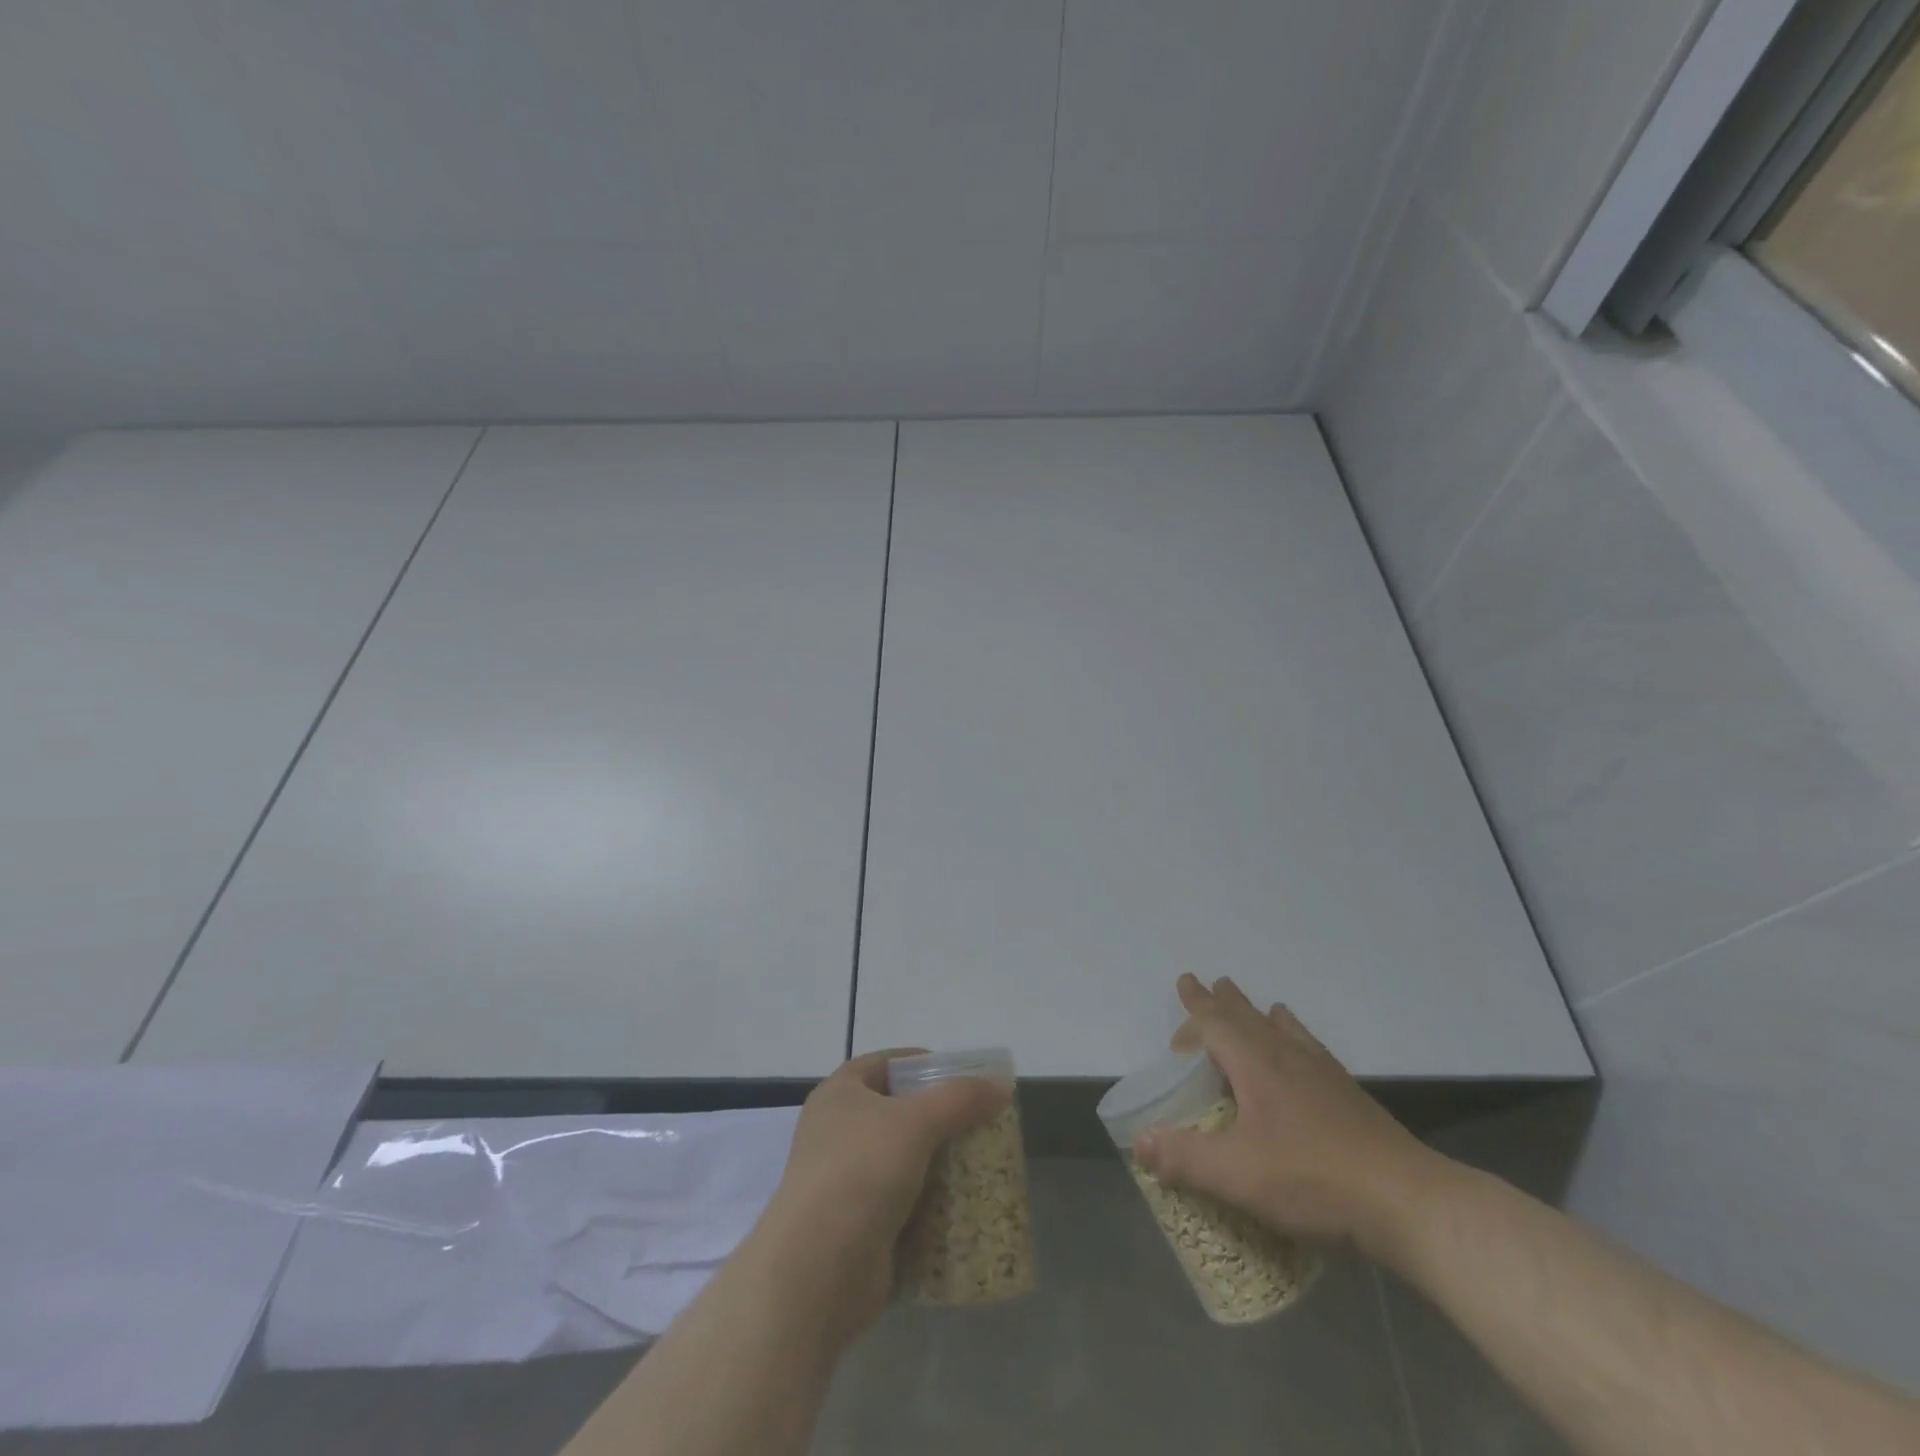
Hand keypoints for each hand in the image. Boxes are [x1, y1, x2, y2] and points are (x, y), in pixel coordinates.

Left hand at [751, 1049, 1008, 1343]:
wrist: (815, 1273)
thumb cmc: (860, 1173)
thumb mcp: (916, 1122)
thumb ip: (960, 1099)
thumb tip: (1002, 1084)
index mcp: (840, 1094)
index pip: (886, 1063)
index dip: (923, 1064)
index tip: (964, 1077)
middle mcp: (837, 1132)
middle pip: (898, 1112)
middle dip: (940, 1118)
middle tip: (981, 1123)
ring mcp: (845, 1182)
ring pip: (903, 1161)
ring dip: (939, 1164)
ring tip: (982, 1165)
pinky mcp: (857, 1227)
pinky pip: (903, 1205)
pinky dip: (930, 1206)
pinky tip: (963, 1209)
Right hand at [1133, 974, 1443, 1258]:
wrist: (1409, 1202)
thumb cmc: (1314, 1179)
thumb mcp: (1239, 1176)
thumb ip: (1185, 1157)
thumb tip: (1138, 1141)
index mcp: (1256, 1065)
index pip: (1216, 1022)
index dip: (1195, 1007)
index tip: (1184, 985)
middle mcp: (1287, 1057)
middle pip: (1247, 1016)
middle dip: (1222, 1001)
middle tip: (1208, 983)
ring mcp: (1323, 1074)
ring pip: (1281, 1029)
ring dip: (1259, 1014)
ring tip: (1255, 1004)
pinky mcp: (1348, 1096)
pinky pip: (1311, 1049)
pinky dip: (1296, 1036)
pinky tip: (1304, 1051)